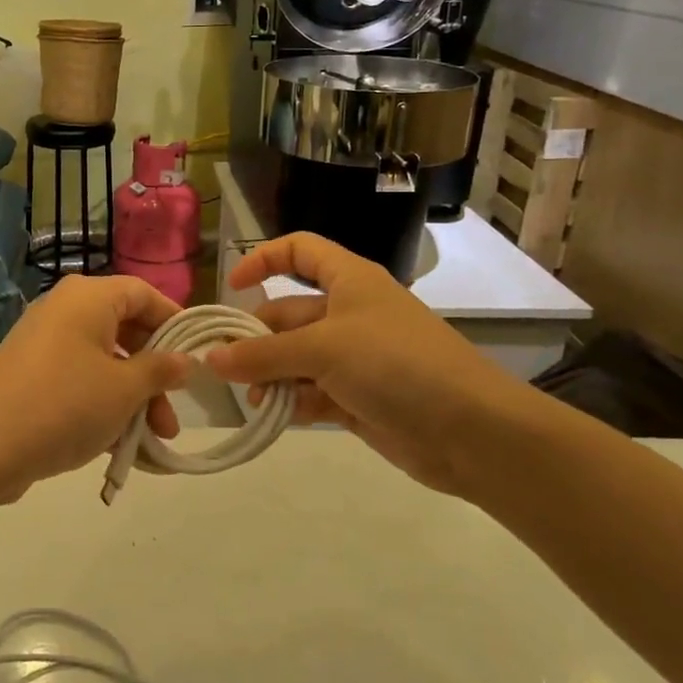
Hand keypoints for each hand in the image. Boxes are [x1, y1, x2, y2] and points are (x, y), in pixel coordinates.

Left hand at [0, 274, 190, 499]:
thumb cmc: (65, 405)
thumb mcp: (124, 389)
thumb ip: (160, 370)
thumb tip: (185, 359)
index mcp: (87, 297)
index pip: (143, 293)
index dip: (174, 322)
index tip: (196, 357)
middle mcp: (64, 309)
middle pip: (124, 331)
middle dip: (154, 375)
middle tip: (172, 416)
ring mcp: (43, 342)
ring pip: (103, 361)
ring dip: (132, 398)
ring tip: (152, 442)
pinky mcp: (30, 374)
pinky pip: (78, 379)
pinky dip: (102, 404)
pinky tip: (120, 446)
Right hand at [206, 233, 547, 494]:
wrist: (471, 431)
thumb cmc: (396, 364)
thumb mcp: (323, 349)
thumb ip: (263, 354)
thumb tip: (211, 359)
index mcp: (348, 281)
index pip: (300, 251)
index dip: (264, 259)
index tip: (232, 287)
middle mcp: (348, 313)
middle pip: (287, 314)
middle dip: (257, 339)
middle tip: (226, 366)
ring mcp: (354, 357)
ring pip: (295, 358)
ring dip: (271, 376)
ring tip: (255, 399)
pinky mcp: (357, 397)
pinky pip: (311, 392)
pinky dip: (293, 402)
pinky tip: (278, 416)